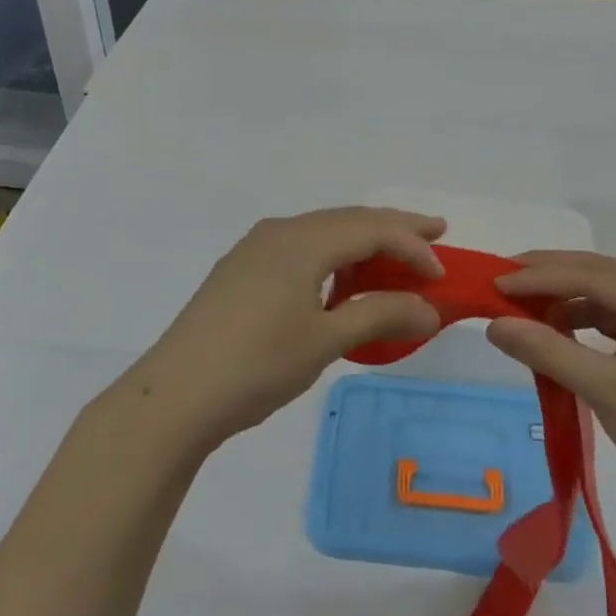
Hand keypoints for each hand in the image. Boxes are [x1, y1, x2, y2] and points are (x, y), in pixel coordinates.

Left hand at [121, 208, 446, 452]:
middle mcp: (279, 231)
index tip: (442, 275)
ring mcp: (255, 249)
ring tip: (394, 259)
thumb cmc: (256, 365)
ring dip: (362, 241)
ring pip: (322, 231)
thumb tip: (430, 310)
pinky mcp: (241, 270)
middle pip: (348, 219)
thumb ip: (380, 315)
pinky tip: (339, 282)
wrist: (174, 396)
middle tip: (435, 233)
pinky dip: (332, 256)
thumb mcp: (325, 341)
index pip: (371, 229)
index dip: (412, 246)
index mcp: (301, 241)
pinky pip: (300, 248)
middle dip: (393, 227)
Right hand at [488, 252, 615, 514]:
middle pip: (599, 273)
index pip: (591, 275)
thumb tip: (493, 325)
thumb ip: (548, 351)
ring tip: (521, 303)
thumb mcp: (605, 392)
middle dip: (548, 275)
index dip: (539, 276)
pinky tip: (556, 326)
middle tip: (500, 279)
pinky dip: (582, 317)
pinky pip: (614, 315)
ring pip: (604, 292)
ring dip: (563, 295)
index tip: (493, 283)